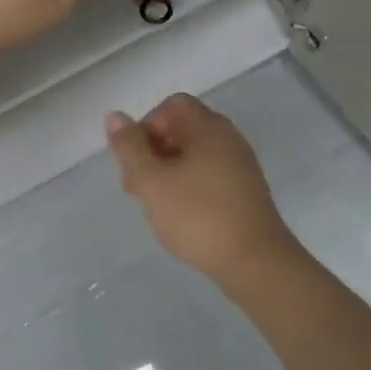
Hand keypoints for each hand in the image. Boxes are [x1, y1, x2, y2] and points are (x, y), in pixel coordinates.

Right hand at [105, 94, 303, 285]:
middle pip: (182, 130)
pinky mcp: (245, 193)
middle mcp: (228, 139)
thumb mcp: (151, 182)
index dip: (146, 126)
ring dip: (167, 174)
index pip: (171, 106)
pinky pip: (208, 177)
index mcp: (208, 127)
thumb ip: (129, 147)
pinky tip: (180, 218)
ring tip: (154, 207)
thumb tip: (115, 116)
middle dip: (152, 153)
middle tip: (137, 188)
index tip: (135, 160)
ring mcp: (240, 167)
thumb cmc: (198, 217)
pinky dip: (188, 189)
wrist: (255, 263)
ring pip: (193, 156)